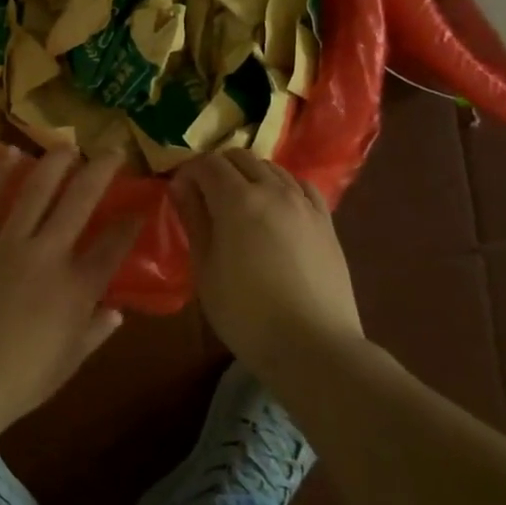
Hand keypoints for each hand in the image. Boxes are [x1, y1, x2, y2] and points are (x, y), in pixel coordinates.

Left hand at [0, 147, 141, 434]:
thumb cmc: (18, 382)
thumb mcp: (67, 364)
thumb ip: (94, 332)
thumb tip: (116, 312)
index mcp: (77, 289)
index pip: (113, 246)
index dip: (130, 223)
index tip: (140, 206)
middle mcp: (49, 255)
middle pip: (80, 202)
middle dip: (100, 172)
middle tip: (113, 150)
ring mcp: (9, 244)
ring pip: (36, 190)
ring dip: (55, 163)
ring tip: (67, 144)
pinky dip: (0, 174)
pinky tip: (11, 154)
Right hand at [169, 151, 362, 375]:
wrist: (314, 346)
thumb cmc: (247, 314)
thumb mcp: (206, 270)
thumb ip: (194, 221)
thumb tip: (181, 186)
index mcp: (238, 200)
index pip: (208, 163)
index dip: (189, 172)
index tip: (180, 192)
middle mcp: (273, 190)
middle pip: (240, 157)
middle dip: (217, 168)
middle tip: (205, 197)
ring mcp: (304, 203)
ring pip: (271, 167)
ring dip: (249, 175)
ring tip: (239, 204)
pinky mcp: (326, 221)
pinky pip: (301, 186)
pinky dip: (282, 186)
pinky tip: (277, 208)